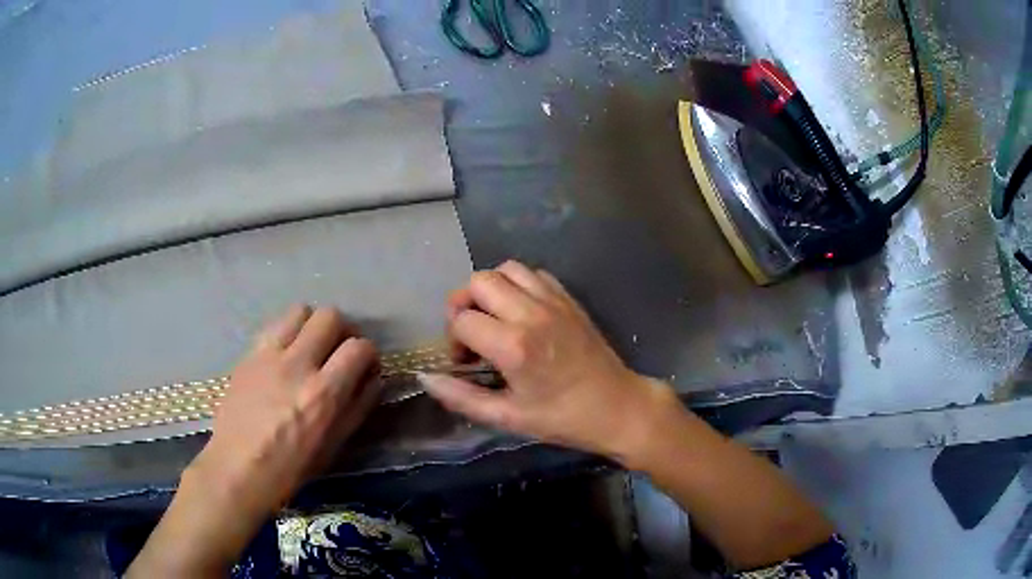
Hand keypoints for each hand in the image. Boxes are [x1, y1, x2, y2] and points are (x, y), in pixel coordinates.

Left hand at [191, 304, 380, 514]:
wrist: (237, 467)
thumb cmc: (290, 467)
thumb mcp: (333, 446)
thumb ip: (357, 408)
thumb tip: (374, 379)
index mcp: (324, 394)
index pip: (359, 348)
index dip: (369, 354)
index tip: (365, 367)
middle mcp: (297, 364)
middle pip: (330, 316)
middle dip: (343, 330)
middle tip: (340, 351)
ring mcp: (269, 355)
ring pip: (300, 311)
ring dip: (313, 325)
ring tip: (311, 347)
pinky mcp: (248, 354)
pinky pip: (275, 325)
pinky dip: (288, 332)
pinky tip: (285, 355)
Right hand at [420, 261, 674, 462]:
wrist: (618, 407)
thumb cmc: (563, 418)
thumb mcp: (507, 417)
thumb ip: (461, 397)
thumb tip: (425, 379)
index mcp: (513, 345)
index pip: (461, 320)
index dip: (454, 340)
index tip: (466, 362)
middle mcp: (530, 313)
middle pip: (478, 282)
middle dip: (464, 304)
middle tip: (472, 333)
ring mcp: (553, 301)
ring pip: (506, 269)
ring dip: (491, 289)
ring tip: (495, 318)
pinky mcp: (569, 299)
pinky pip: (534, 274)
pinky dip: (519, 284)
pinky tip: (522, 311)